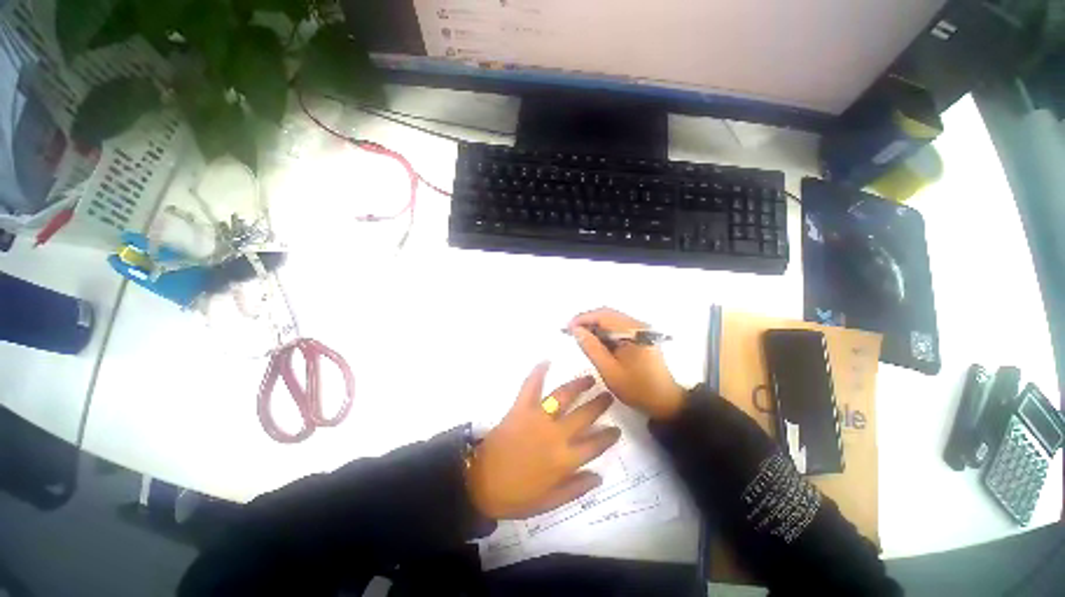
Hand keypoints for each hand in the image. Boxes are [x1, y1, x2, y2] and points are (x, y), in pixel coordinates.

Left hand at [466, 362, 620, 519]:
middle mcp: (556, 434)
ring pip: (564, 396)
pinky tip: (546, 360)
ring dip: (578, 385)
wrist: (479, 482)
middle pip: (584, 415)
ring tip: (589, 378)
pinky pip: (531, 386)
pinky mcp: (521, 407)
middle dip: (599, 404)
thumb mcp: (549, 502)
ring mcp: (538, 417)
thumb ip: (575, 488)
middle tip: (608, 395)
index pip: (595, 445)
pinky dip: (538, 372)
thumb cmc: (515, 495)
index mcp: (565, 460)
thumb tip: (599, 476)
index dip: (608, 436)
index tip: (616, 429)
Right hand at [568, 308, 685, 420]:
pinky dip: (604, 332)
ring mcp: (641, 330)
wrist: (665, 402)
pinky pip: (617, 328)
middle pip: (607, 315)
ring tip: (580, 337)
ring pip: (611, 320)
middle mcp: (638, 325)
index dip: (583, 319)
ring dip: (595, 326)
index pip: (604, 316)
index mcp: (634, 332)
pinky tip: (595, 342)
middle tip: (570, 332)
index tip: (567, 328)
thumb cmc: (636, 389)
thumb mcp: (609, 371)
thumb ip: (591, 348)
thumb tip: (576, 330)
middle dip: (587, 321)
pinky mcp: (641, 336)